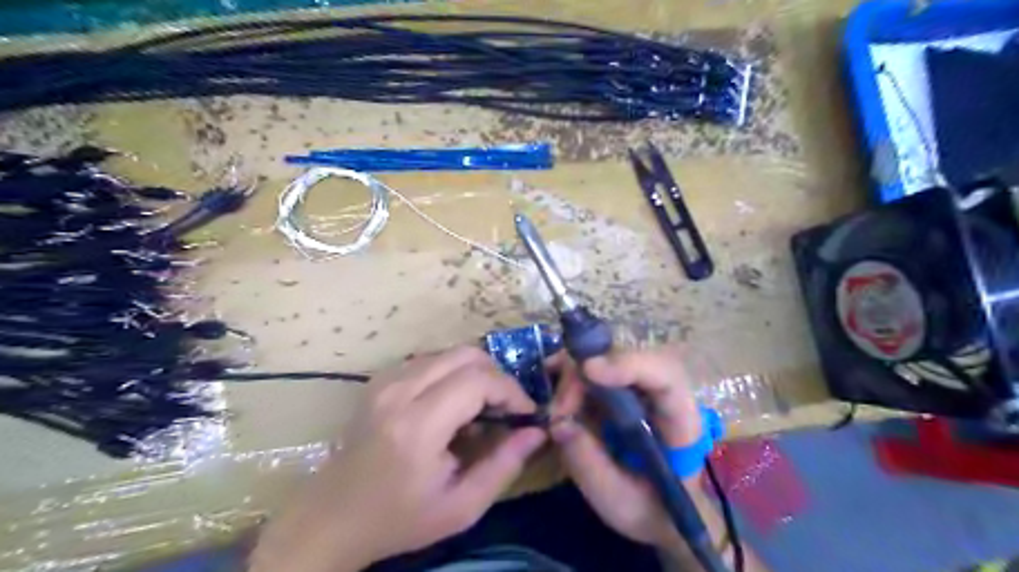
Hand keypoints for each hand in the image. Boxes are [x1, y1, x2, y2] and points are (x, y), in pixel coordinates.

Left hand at [249, 344, 545, 571]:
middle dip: (497, 376)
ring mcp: (385, 381)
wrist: (331, 518)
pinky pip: (429, 360)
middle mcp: (399, 391)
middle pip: (465, 354)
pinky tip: (453, 403)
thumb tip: (536, 431)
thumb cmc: (398, 519)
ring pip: (448, 353)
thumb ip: (504, 466)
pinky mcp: (379, 380)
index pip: (478, 380)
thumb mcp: (461, 507)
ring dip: (475, 373)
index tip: (525, 413)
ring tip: (484, 406)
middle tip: (507, 407)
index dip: (511, 390)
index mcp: (417, 425)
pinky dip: (452, 373)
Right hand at [545, 347, 705, 552]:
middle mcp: (662, 393)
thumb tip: (557, 423)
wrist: (662, 513)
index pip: (666, 375)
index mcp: (681, 421)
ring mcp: (639, 388)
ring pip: (606, 359)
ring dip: (574, 377)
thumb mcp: (620, 503)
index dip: (629, 365)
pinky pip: (594, 370)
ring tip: (555, 409)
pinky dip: (570, 376)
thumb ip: (590, 466)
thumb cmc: (652, 511)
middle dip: (586, 376)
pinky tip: (553, 387)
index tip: (590, 370)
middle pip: (626, 358)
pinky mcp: (620, 391)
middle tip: (558, 410)